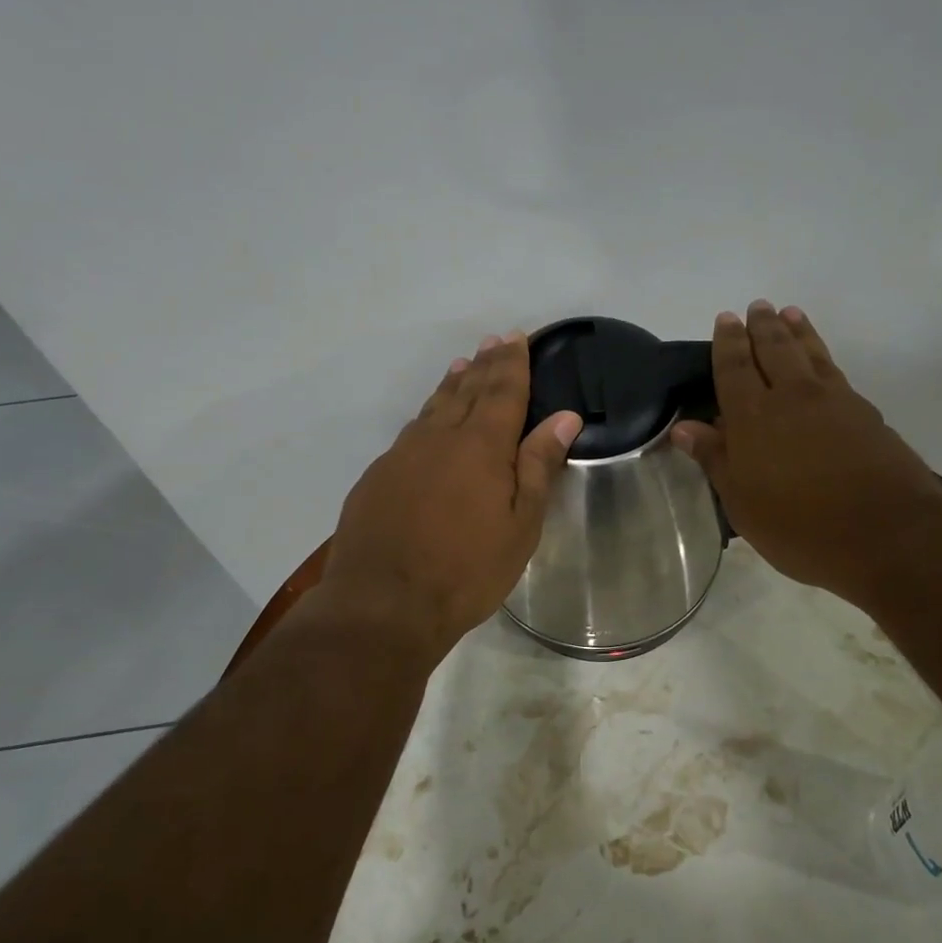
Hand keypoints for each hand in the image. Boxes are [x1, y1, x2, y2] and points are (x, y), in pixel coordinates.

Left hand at [322, 332, 581, 651]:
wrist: (383, 605)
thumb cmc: (467, 569)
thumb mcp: (520, 524)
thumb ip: (539, 465)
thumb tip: (564, 417)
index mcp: (481, 446)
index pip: (502, 391)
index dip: (512, 363)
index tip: (518, 337)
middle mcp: (439, 438)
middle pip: (467, 390)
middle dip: (485, 364)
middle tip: (494, 340)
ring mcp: (402, 455)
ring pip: (434, 407)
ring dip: (453, 383)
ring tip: (463, 365)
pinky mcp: (377, 476)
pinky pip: (411, 432)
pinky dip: (427, 414)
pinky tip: (429, 420)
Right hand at [671, 301, 941, 612]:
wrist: (888, 532)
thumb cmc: (801, 526)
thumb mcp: (743, 503)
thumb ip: (715, 459)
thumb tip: (683, 427)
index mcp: (753, 417)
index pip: (734, 368)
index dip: (728, 343)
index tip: (726, 319)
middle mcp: (791, 396)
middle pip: (774, 349)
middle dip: (762, 326)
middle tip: (757, 307)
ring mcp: (833, 400)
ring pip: (809, 352)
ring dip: (797, 330)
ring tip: (789, 313)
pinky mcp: (864, 412)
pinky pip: (834, 369)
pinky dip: (822, 353)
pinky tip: (821, 358)